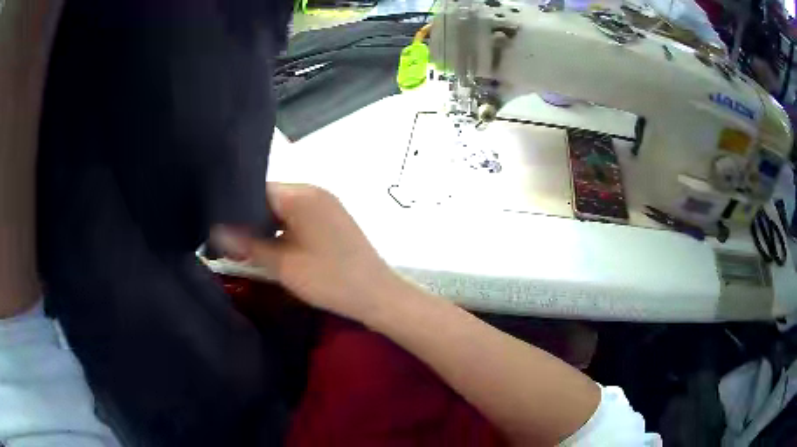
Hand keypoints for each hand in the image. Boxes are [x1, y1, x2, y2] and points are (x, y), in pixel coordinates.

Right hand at [214, 184, 403, 322]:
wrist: (376, 295)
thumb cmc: (329, 279)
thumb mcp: (282, 264)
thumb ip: (247, 245)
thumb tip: (216, 231)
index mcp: (302, 195)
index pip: (258, 189)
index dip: (236, 207)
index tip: (218, 225)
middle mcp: (315, 192)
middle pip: (271, 198)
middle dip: (250, 219)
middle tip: (229, 240)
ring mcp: (326, 205)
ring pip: (284, 210)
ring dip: (267, 227)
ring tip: (246, 247)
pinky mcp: (333, 219)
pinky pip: (299, 218)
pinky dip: (284, 231)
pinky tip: (272, 248)